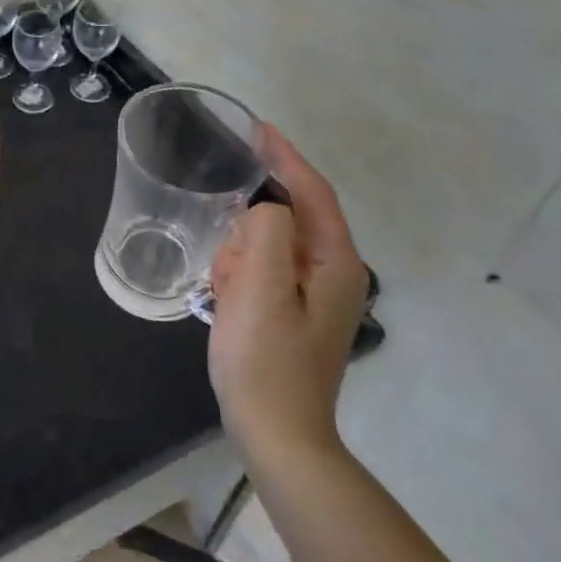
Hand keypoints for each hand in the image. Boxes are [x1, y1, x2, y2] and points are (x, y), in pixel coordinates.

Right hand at [207, 125, 368, 474]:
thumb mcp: (260, 289)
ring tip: (224, 289)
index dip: (285, 156)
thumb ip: (265, 231)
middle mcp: (333, 272)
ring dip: (241, 255)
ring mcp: (313, 293)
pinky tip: (226, 298)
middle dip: (249, 229)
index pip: (313, 192)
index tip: (257, 127)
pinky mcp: (292, 308)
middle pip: (288, 217)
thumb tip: (263, 205)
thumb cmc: (266, 361)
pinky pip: (261, 268)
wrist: (275, 435)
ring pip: (269, 243)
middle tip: (226, 264)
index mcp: (336, 263)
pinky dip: (240, 273)